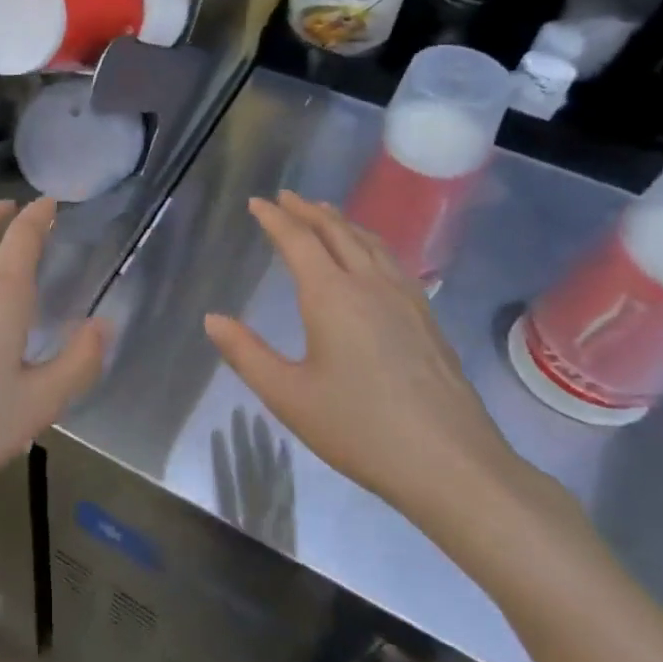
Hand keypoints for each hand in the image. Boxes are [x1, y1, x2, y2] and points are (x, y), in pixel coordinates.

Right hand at [204, 191, 527, 535]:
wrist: (450, 463)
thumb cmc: (359, 428)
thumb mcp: (288, 396)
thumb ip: (246, 354)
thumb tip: (212, 319)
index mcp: (331, 296)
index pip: (298, 241)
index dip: (275, 219)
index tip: (257, 202)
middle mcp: (370, 284)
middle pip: (337, 231)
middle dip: (309, 211)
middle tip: (287, 198)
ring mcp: (405, 298)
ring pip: (370, 242)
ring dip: (342, 222)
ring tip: (325, 214)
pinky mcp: (426, 318)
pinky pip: (391, 260)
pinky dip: (369, 242)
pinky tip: (371, 258)